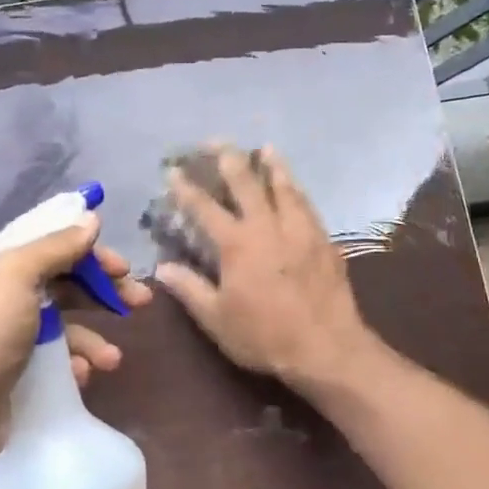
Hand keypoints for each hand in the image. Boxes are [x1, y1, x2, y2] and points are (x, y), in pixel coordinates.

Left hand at [0, 212, 151, 419]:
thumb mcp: (17, 277)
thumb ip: (56, 246)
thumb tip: (91, 219)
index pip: (48, 243)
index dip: (89, 250)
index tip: (123, 266)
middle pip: (63, 282)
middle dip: (103, 292)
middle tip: (141, 301)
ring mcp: (7, 335)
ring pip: (64, 324)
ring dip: (93, 337)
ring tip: (112, 360)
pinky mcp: (16, 370)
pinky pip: (56, 358)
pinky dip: (74, 363)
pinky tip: (83, 376)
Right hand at [152, 145, 374, 393]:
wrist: (326, 347)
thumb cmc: (264, 336)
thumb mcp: (217, 319)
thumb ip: (189, 289)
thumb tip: (162, 268)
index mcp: (237, 244)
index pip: (205, 208)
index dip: (186, 188)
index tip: (173, 171)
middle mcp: (268, 226)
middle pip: (247, 183)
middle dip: (229, 159)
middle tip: (217, 141)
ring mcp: (300, 230)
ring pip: (285, 187)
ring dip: (272, 165)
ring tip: (265, 148)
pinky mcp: (324, 240)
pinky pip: (307, 204)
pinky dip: (297, 189)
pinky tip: (296, 187)